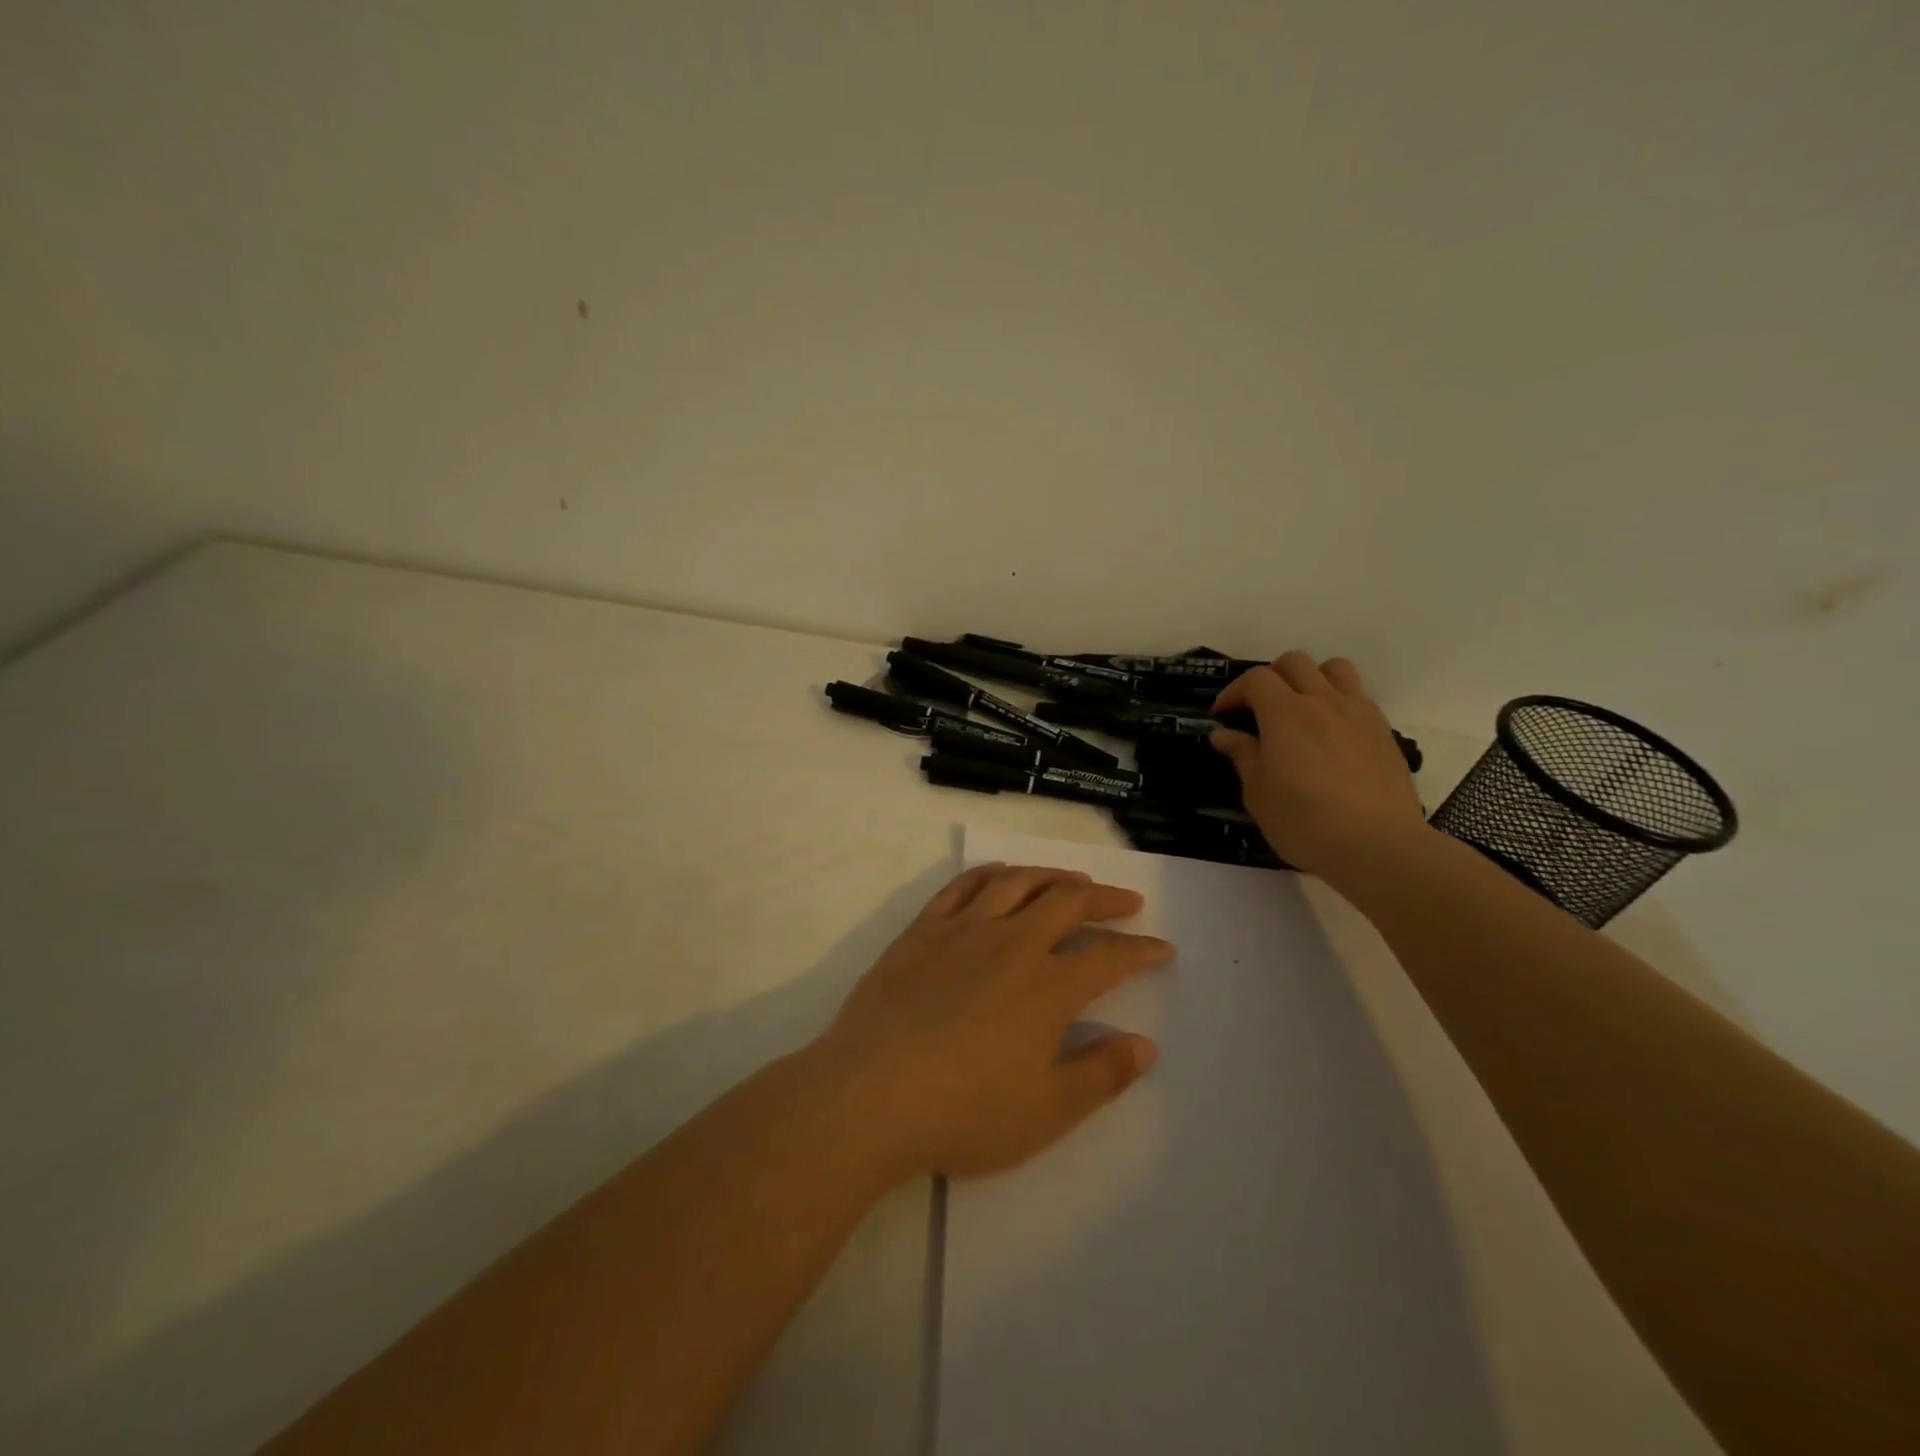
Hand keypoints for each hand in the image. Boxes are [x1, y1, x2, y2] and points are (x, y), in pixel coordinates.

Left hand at [809, 864, 1173, 1181]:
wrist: (869, 1096)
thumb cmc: (963, 1113)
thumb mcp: (1046, 1112)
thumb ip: (1100, 1075)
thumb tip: (1145, 1044)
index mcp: (1048, 987)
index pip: (1109, 957)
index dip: (1141, 950)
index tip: (1162, 948)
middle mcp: (1012, 943)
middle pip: (1068, 903)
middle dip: (1105, 899)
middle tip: (1126, 901)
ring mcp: (963, 930)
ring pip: (1018, 882)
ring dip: (1053, 875)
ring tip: (1072, 880)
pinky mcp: (922, 930)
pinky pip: (963, 885)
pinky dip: (991, 873)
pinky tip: (1001, 875)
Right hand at [1209, 651, 1427, 882]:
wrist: (1377, 845)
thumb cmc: (1304, 822)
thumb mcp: (1258, 793)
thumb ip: (1243, 755)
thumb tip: (1225, 734)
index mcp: (1285, 714)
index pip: (1256, 679)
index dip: (1234, 692)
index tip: (1223, 716)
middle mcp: (1322, 701)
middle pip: (1294, 662)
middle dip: (1270, 678)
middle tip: (1258, 709)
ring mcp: (1358, 713)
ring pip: (1334, 668)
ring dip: (1311, 678)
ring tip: (1300, 708)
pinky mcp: (1383, 730)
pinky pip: (1358, 696)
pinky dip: (1337, 701)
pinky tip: (1330, 734)